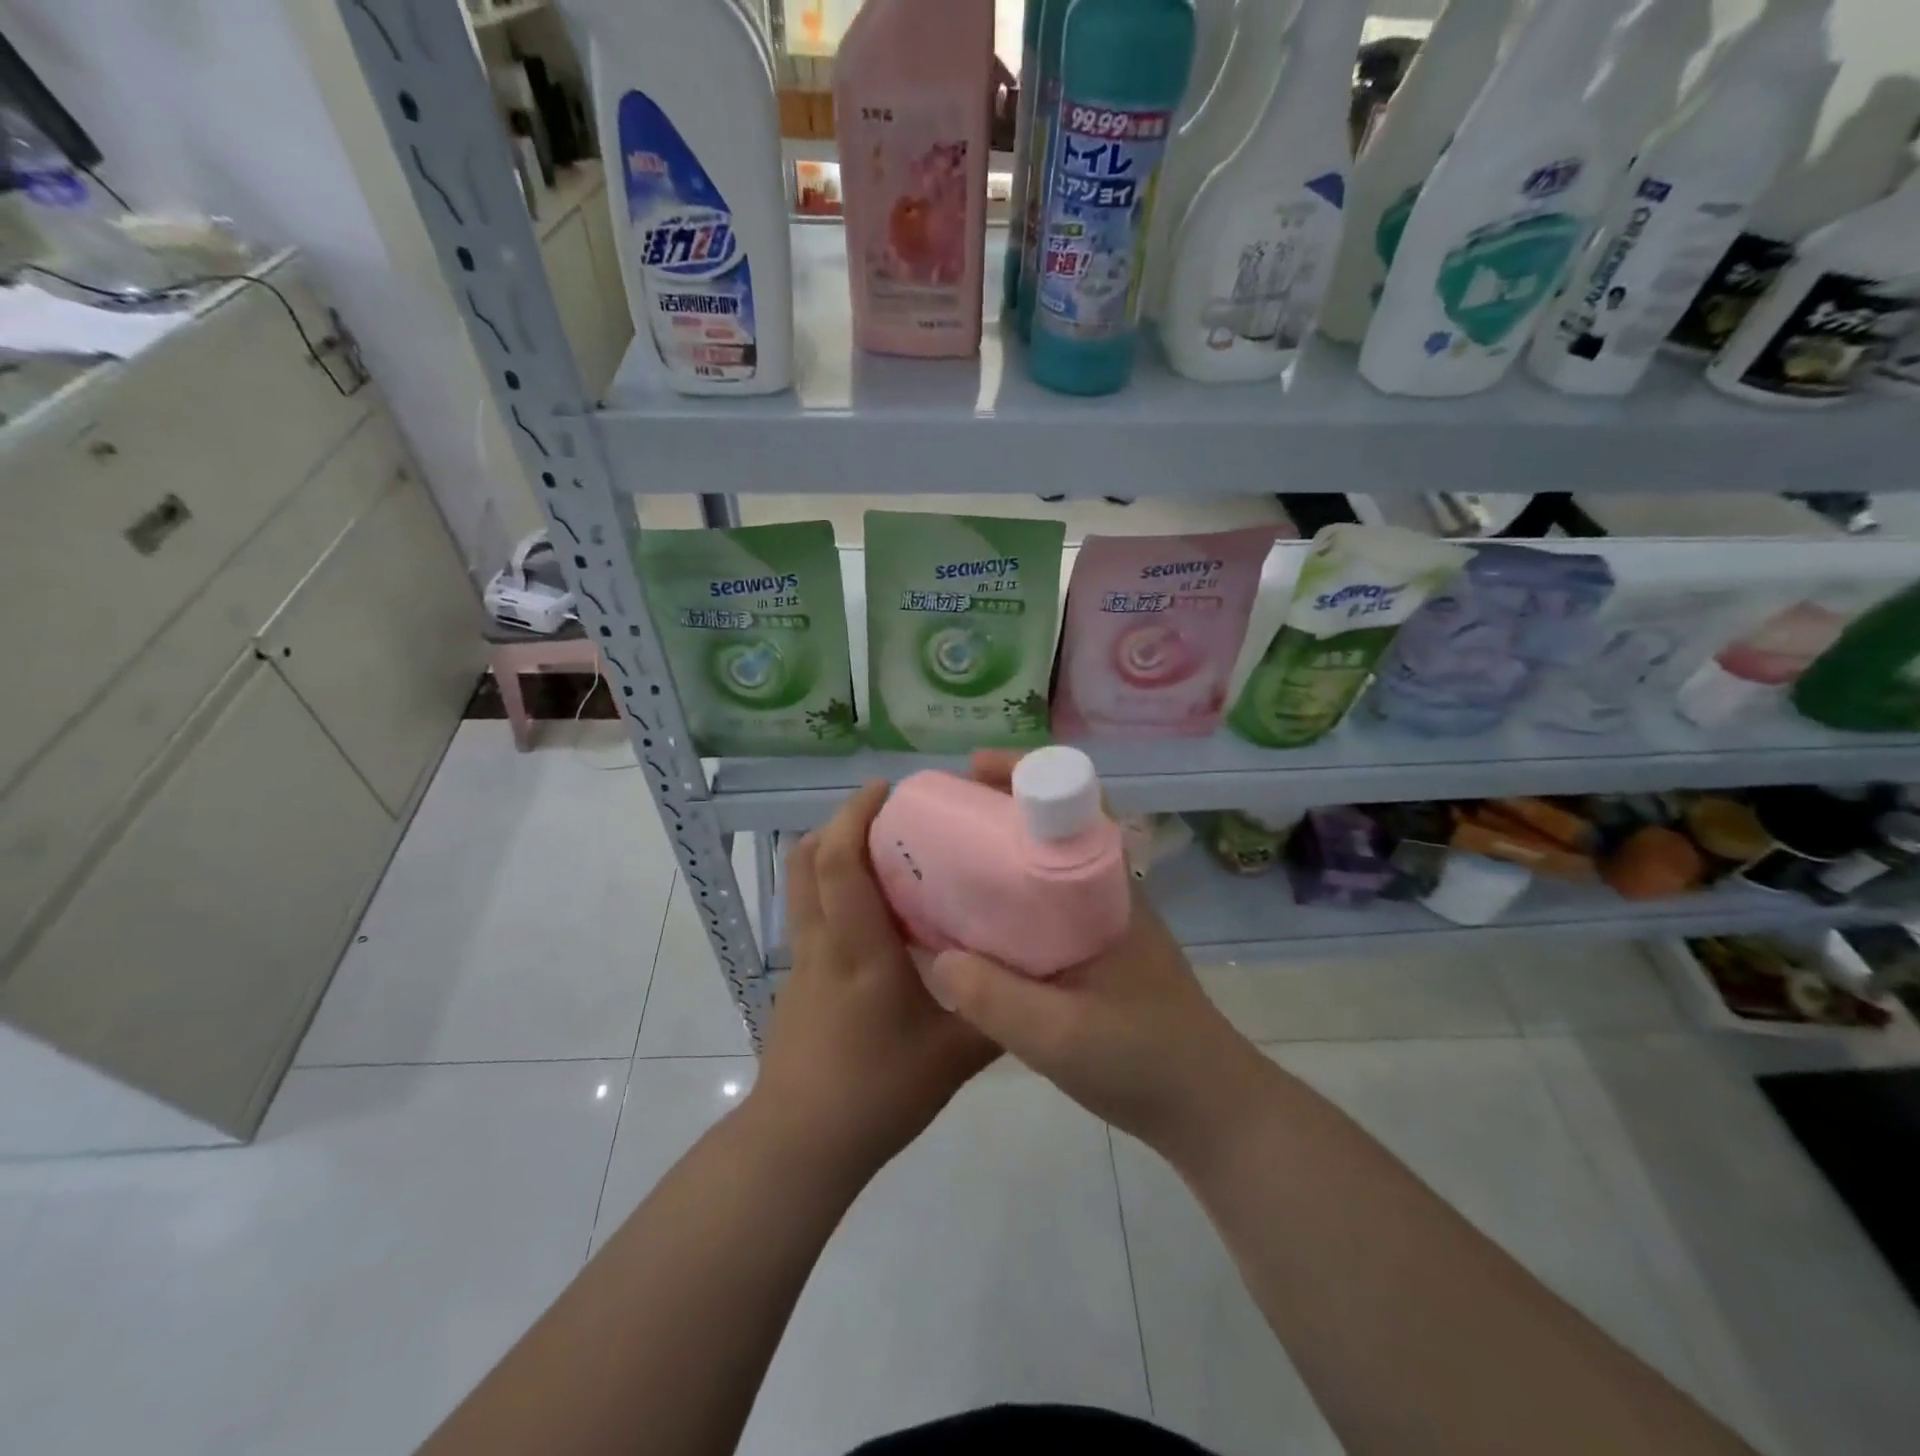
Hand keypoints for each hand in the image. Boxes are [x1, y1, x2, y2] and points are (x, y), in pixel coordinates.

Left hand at [752, 779, 999, 1180]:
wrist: (800, 1145)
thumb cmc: (877, 1093)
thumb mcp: (954, 1058)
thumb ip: (997, 1011)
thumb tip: (1034, 972)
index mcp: (859, 949)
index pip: (840, 862)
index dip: (855, 815)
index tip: (888, 790)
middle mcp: (823, 942)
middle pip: (809, 859)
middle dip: (841, 821)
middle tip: (888, 813)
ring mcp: (802, 960)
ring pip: (802, 884)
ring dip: (830, 851)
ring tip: (879, 850)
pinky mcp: (797, 980)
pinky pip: (809, 913)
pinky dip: (832, 889)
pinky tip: (873, 915)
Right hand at [922, 753, 1264, 1165]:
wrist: (1207, 1108)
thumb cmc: (1144, 1061)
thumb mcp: (1061, 1037)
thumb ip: (996, 1000)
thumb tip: (937, 955)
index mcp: (1107, 889)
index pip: (1075, 803)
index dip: (1024, 775)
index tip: (971, 771)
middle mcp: (1105, 891)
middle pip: (1050, 825)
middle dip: (996, 807)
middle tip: (939, 814)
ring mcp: (1100, 920)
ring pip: (1043, 863)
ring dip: (998, 849)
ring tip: (941, 858)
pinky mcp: (1093, 950)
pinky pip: (1041, 902)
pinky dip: (1005, 894)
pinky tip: (970, 920)